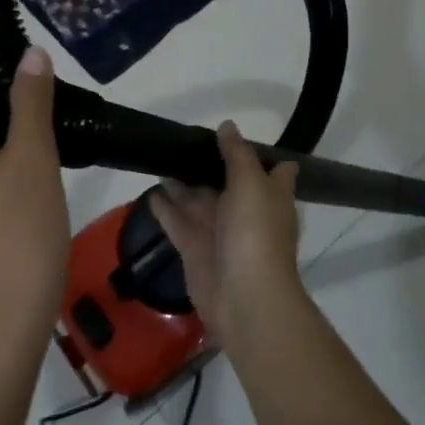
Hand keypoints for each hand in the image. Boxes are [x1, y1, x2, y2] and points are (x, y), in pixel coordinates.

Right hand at [151, 121, 304, 348]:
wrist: (244, 297)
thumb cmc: (255, 234)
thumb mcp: (251, 184)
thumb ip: (237, 154)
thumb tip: (228, 126)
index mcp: (269, 196)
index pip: (273, 169)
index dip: (259, 154)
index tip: (236, 135)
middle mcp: (247, 212)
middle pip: (227, 183)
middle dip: (208, 164)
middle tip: (182, 140)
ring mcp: (220, 233)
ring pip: (199, 201)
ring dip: (182, 184)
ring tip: (160, 159)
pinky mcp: (195, 250)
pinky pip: (178, 223)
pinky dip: (165, 209)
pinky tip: (151, 192)